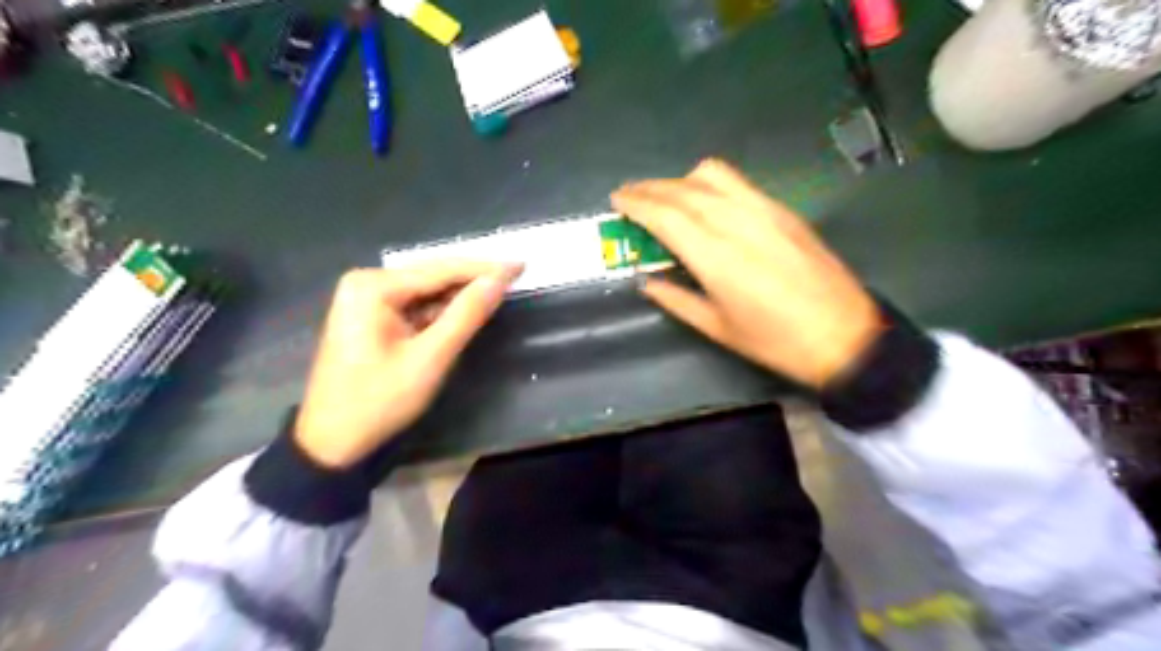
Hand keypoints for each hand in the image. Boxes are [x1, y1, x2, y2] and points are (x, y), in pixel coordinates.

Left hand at [296, 258, 521, 467]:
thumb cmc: (379, 401)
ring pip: (427, 292)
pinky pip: (416, 306)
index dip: (485, 268)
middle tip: (516, 276)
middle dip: (473, 279)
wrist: (332, 443)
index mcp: (374, 287)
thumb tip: (499, 280)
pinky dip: (442, 311)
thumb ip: (466, 315)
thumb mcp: (430, 358)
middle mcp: (367, 283)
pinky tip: (467, 311)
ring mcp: (366, 299)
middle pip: (433, 276)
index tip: (521, 265)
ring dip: (460, 296)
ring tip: (500, 290)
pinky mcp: (371, 317)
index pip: (441, 270)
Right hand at [610, 157, 886, 389]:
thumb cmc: (775, 342)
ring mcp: (764, 211)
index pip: (665, 215)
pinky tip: (704, 202)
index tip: (617, 200)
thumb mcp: (717, 328)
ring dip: (679, 180)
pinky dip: (709, 184)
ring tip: (665, 197)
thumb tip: (646, 280)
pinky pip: (737, 183)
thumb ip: (675, 299)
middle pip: (683, 190)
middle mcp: (737, 222)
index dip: (636, 204)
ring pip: (712, 175)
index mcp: (716, 257)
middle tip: (629, 195)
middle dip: (650, 188)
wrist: (844, 334)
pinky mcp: (782, 210)